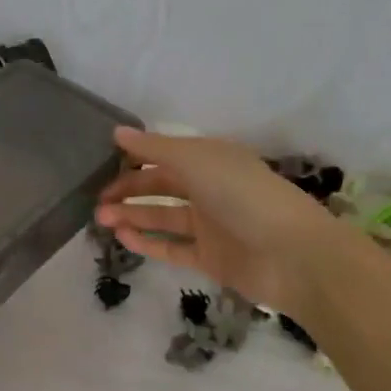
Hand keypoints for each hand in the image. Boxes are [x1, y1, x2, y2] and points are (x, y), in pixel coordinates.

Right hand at [96, 127, 346, 315]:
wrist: (293, 255)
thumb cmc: (244, 195)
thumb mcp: (197, 161)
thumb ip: (155, 148)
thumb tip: (117, 132)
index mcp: (211, 159)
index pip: (166, 154)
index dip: (135, 157)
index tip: (101, 163)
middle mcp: (210, 189)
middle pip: (161, 186)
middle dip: (128, 189)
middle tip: (97, 200)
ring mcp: (211, 225)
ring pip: (163, 218)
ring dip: (132, 216)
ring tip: (101, 220)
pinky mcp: (211, 258)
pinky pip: (173, 248)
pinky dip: (148, 243)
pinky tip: (123, 238)